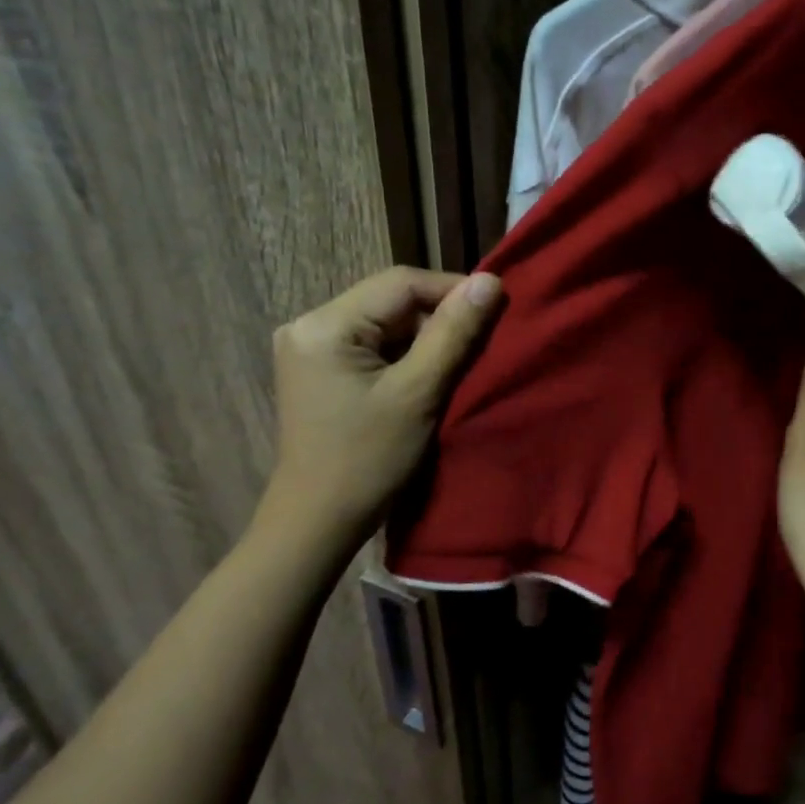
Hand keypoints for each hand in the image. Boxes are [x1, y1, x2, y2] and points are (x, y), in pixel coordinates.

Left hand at [262, 265, 501, 537]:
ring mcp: (310, 347)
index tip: (495, 310)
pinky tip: (425, 377)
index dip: (452, 290)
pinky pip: (371, 345)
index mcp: (325, 324)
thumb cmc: (368, 461)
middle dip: (438, 318)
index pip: (400, 283)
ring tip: (458, 363)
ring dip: (423, 339)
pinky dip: (403, 356)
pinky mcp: (318, 369)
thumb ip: (453, 333)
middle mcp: (309, 324)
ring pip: (384, 323)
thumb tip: (491, 281)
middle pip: (390, 301)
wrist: (317, 522)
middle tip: (479, 343)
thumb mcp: (418, 393)